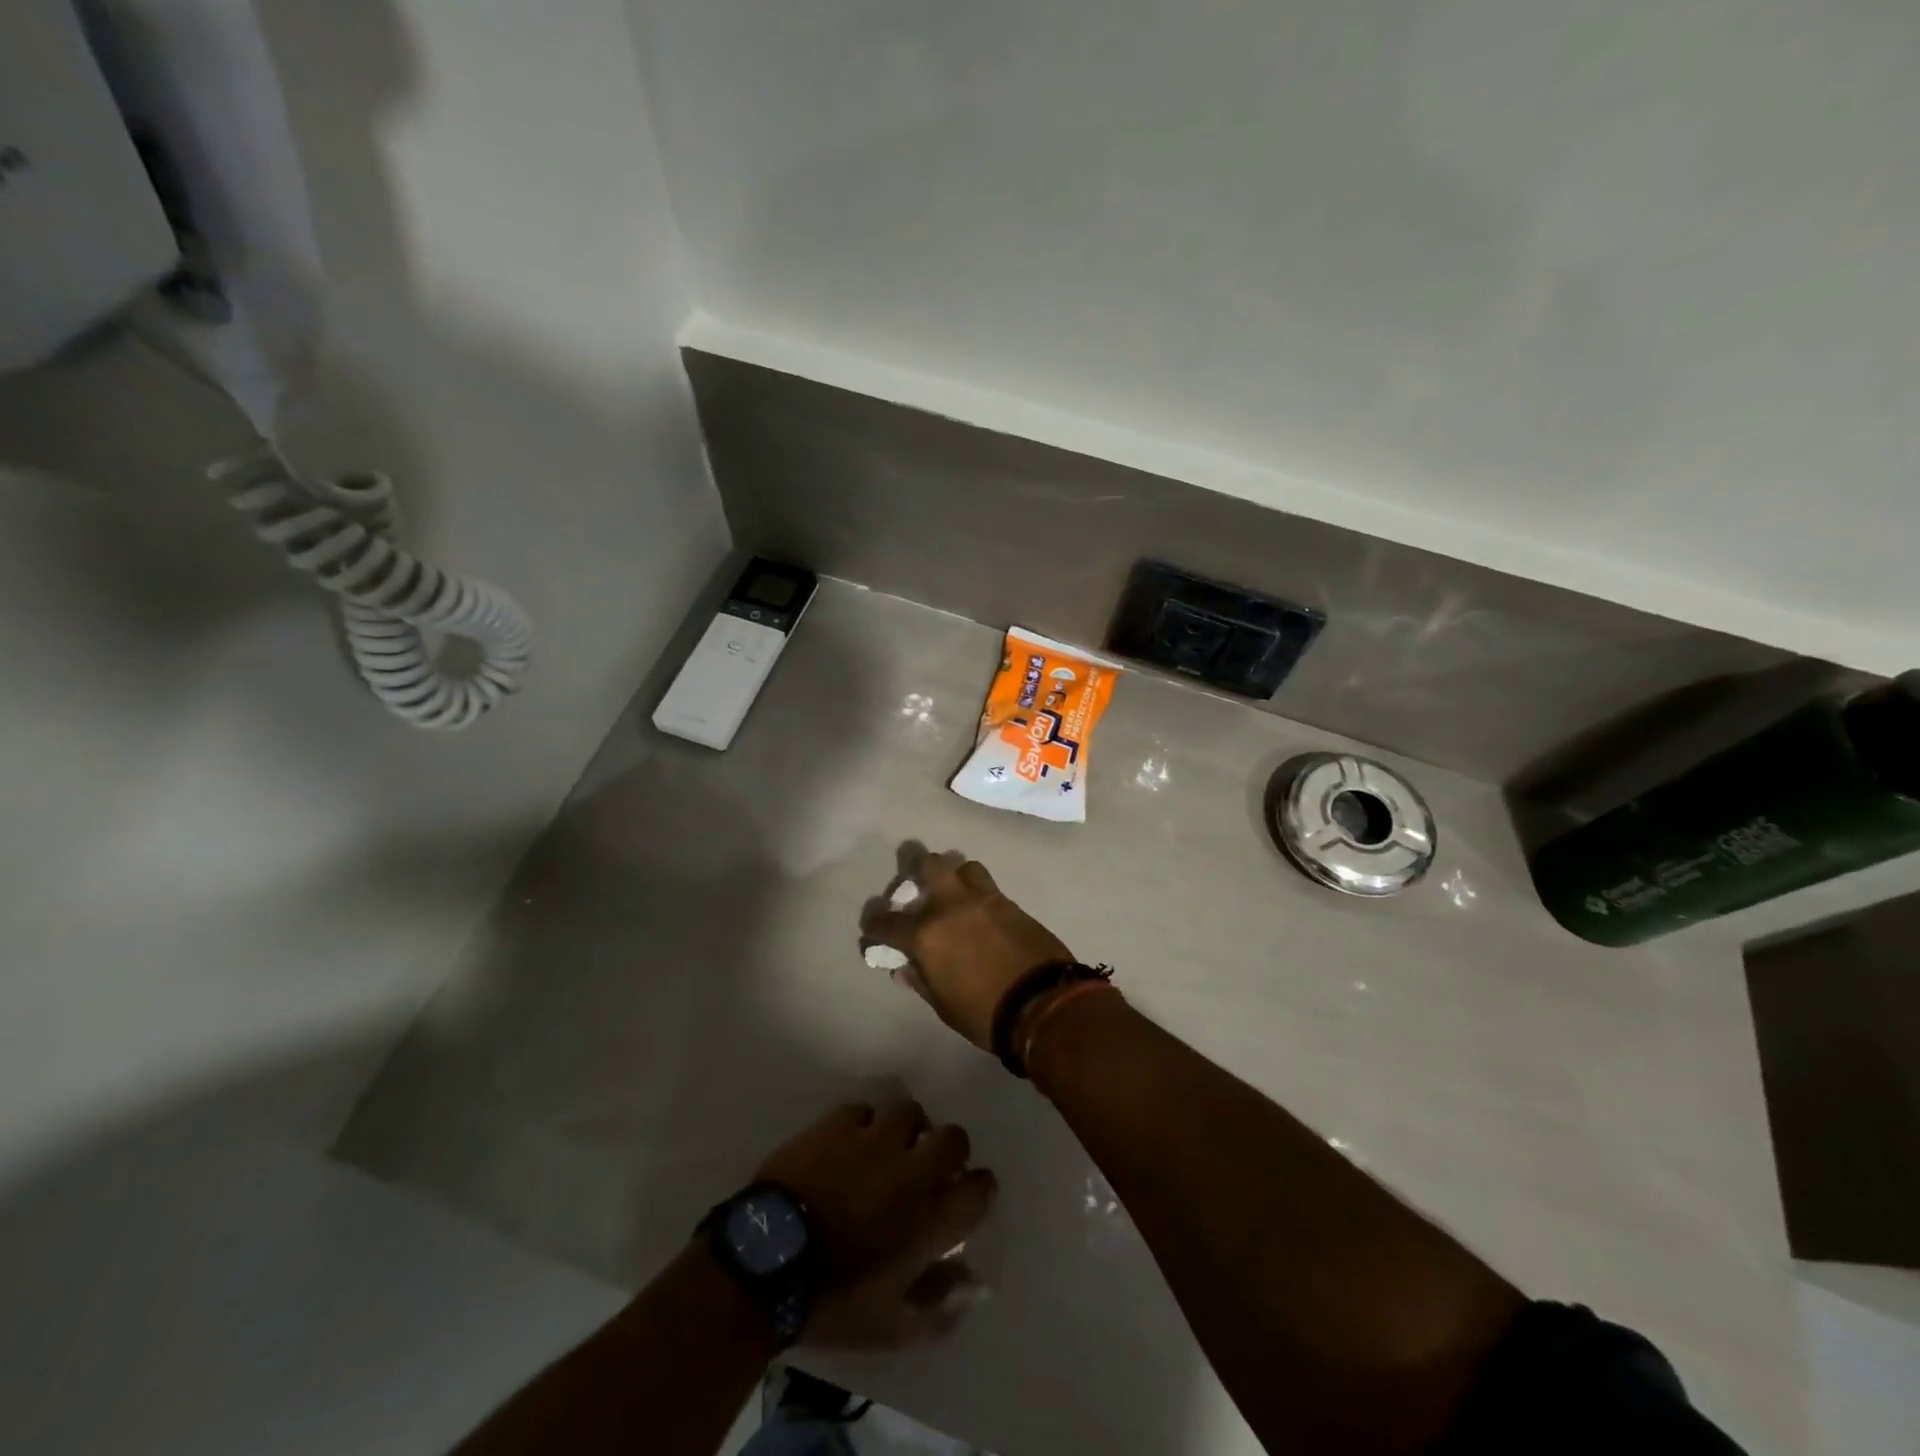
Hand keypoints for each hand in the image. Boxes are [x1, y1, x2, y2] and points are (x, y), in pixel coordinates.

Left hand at [756, 1100, 996, 1347]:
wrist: (768, 1262)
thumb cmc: (834, 1302)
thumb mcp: (891, 1326)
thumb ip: (940, 1306)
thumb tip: (973, 1286)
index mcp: (932, 1218)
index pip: (981, 1188)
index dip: (977, 1191)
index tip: (965, 1199)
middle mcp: (913, 1169)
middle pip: (955, 1137)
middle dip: (948, 1151)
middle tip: (927, 1169)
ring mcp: (875, 1138)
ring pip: (910, 1113)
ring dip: (906, 1131)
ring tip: (889, 1149)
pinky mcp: (839, 1122)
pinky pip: (863, 1110)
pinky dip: (862, 1125)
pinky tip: (849, 1144)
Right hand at [863, 851, 1072, 1049]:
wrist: (1043, 1003)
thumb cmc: (984, 1012)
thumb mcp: (943, 1004)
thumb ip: (921, 979)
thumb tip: (905, 967)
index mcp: (927, 934)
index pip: (888, 922)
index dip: (876, 925)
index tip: (875, 928)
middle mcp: (951, 906)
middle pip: (930, 865)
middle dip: (919, 871)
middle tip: (920, 888)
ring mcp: (984, 899)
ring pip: (964, 867)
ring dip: (956, 877)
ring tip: (956, 896)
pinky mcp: (1011, 903)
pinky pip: (989, 887)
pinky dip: (979, 894)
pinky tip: (981, 913)